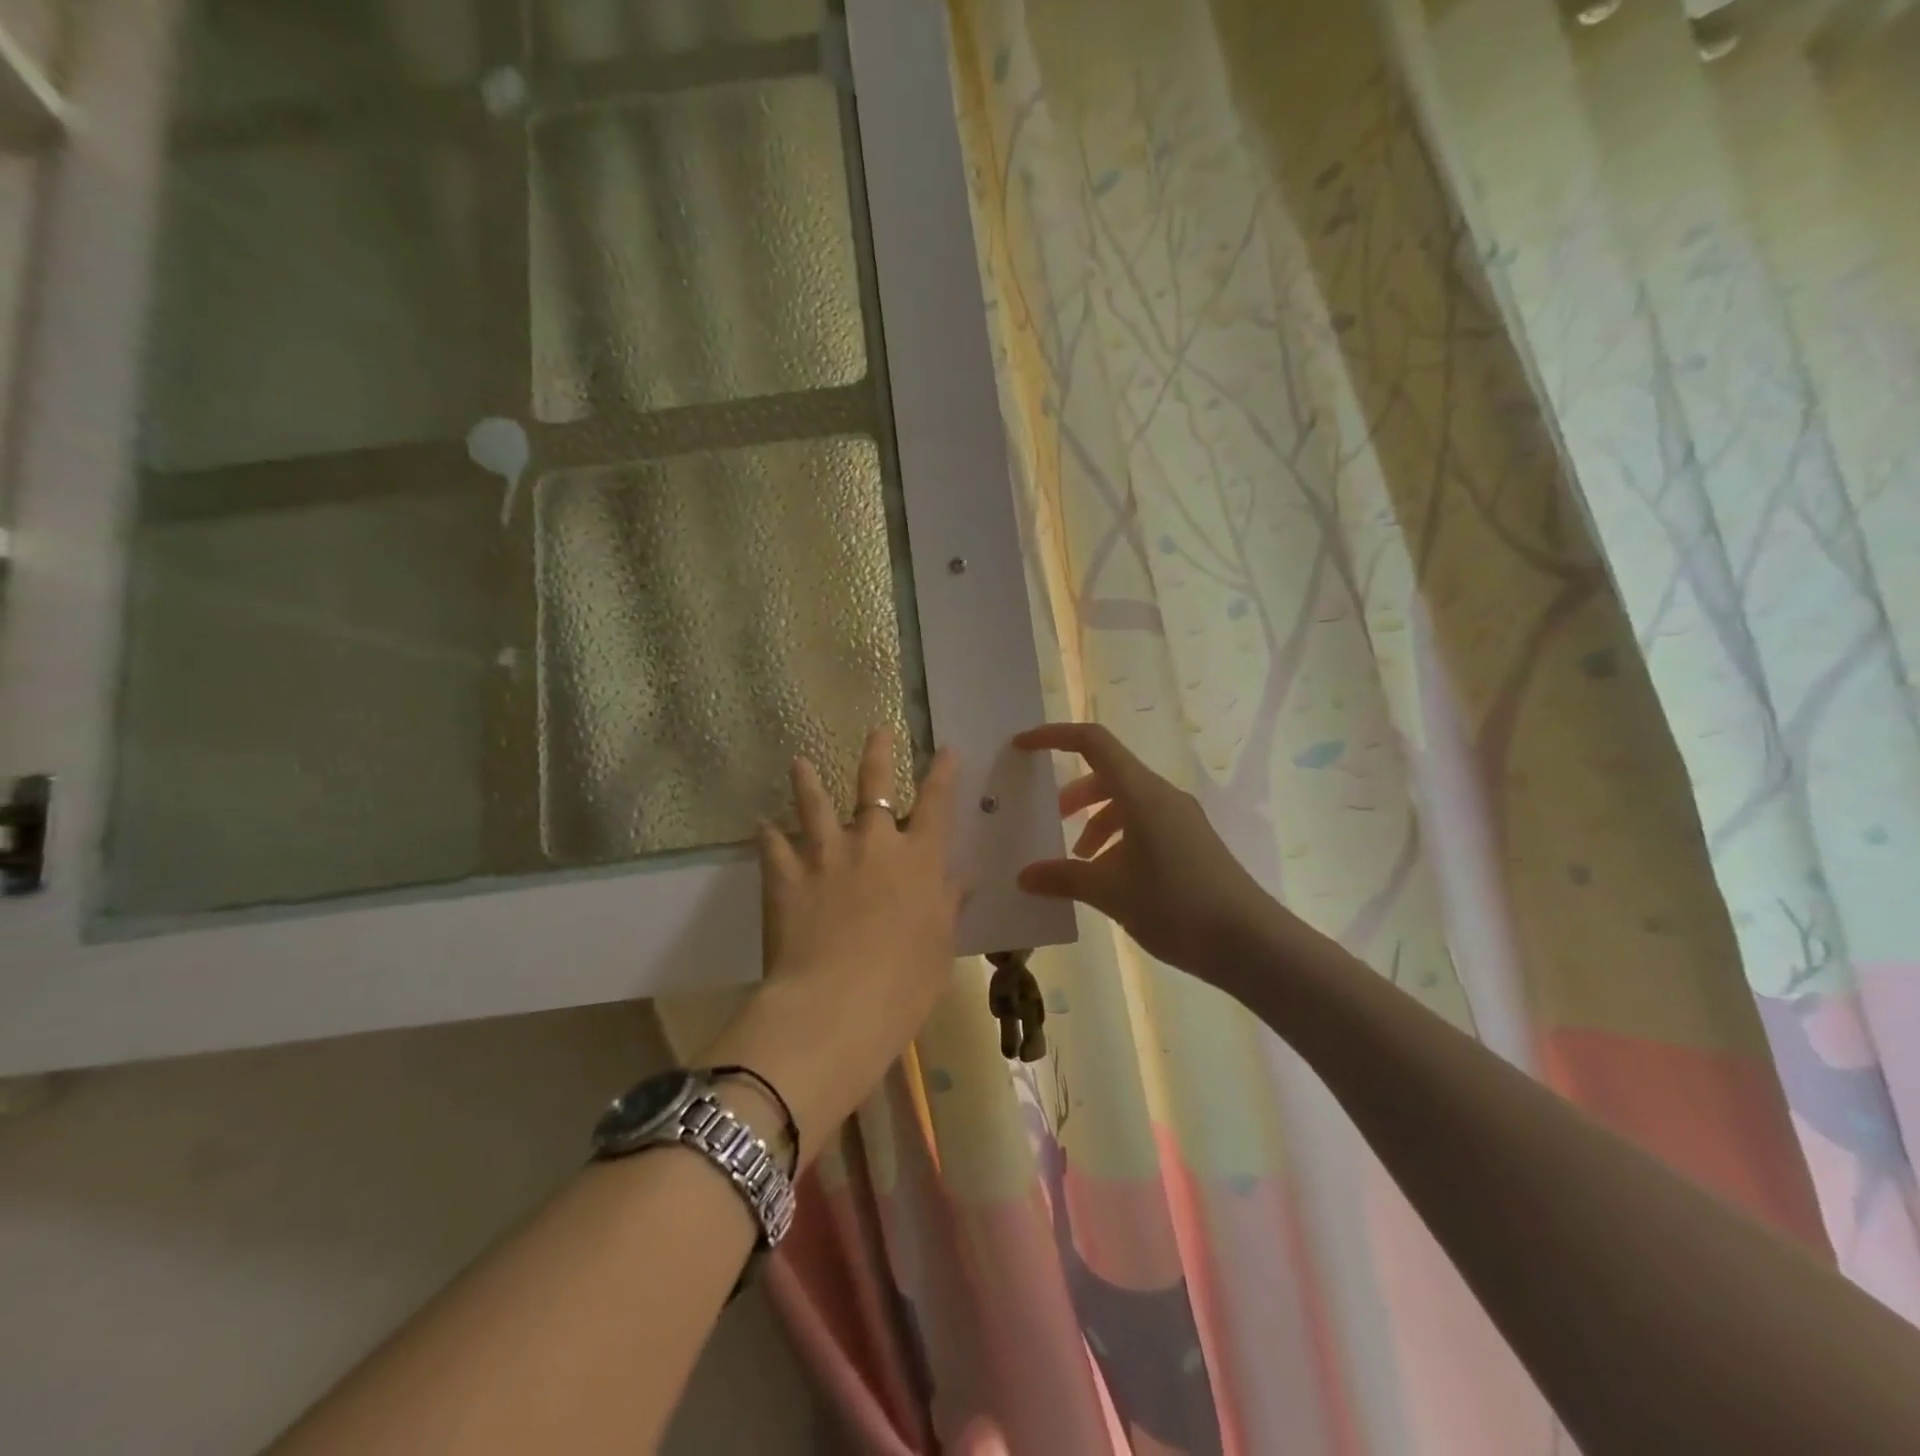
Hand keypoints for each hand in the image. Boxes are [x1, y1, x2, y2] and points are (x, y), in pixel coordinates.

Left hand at [705, 730, 962, 1166]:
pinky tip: (760, 824)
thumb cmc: (903, 982)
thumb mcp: (939, 945)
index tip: (944, 749)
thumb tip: (963, 878)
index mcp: (918, 860)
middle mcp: (872, 844)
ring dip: (808, 781)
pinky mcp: (786, 876)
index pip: (936, 804)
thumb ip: (948, 904)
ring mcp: (825, 855)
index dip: (942, 773)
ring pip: (815, 804)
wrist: (835, 1005)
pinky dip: (767, 834)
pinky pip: (773, 846)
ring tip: (799, 762)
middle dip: (878, 755)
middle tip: (877, 730)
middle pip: (874, 787)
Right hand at [1014, 722, 1271, 977]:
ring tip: (1079, 863)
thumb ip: (1063, 878)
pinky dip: (1118, 841)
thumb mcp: (1110, 892)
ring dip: (1096, 823)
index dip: (1053, 736)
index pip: (1092, 743)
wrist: (1251, 942)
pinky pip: (1144, 825)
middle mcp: (1162, 796)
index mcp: (1141, 793)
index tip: (1021, 747)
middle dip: (1074, 794)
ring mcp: (1181, 819)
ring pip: (1126, 803)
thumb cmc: (1176, 905)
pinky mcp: (1192, 843)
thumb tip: (1025, 876)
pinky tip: (1110, 881)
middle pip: (1108, 774)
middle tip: (1052, 822)